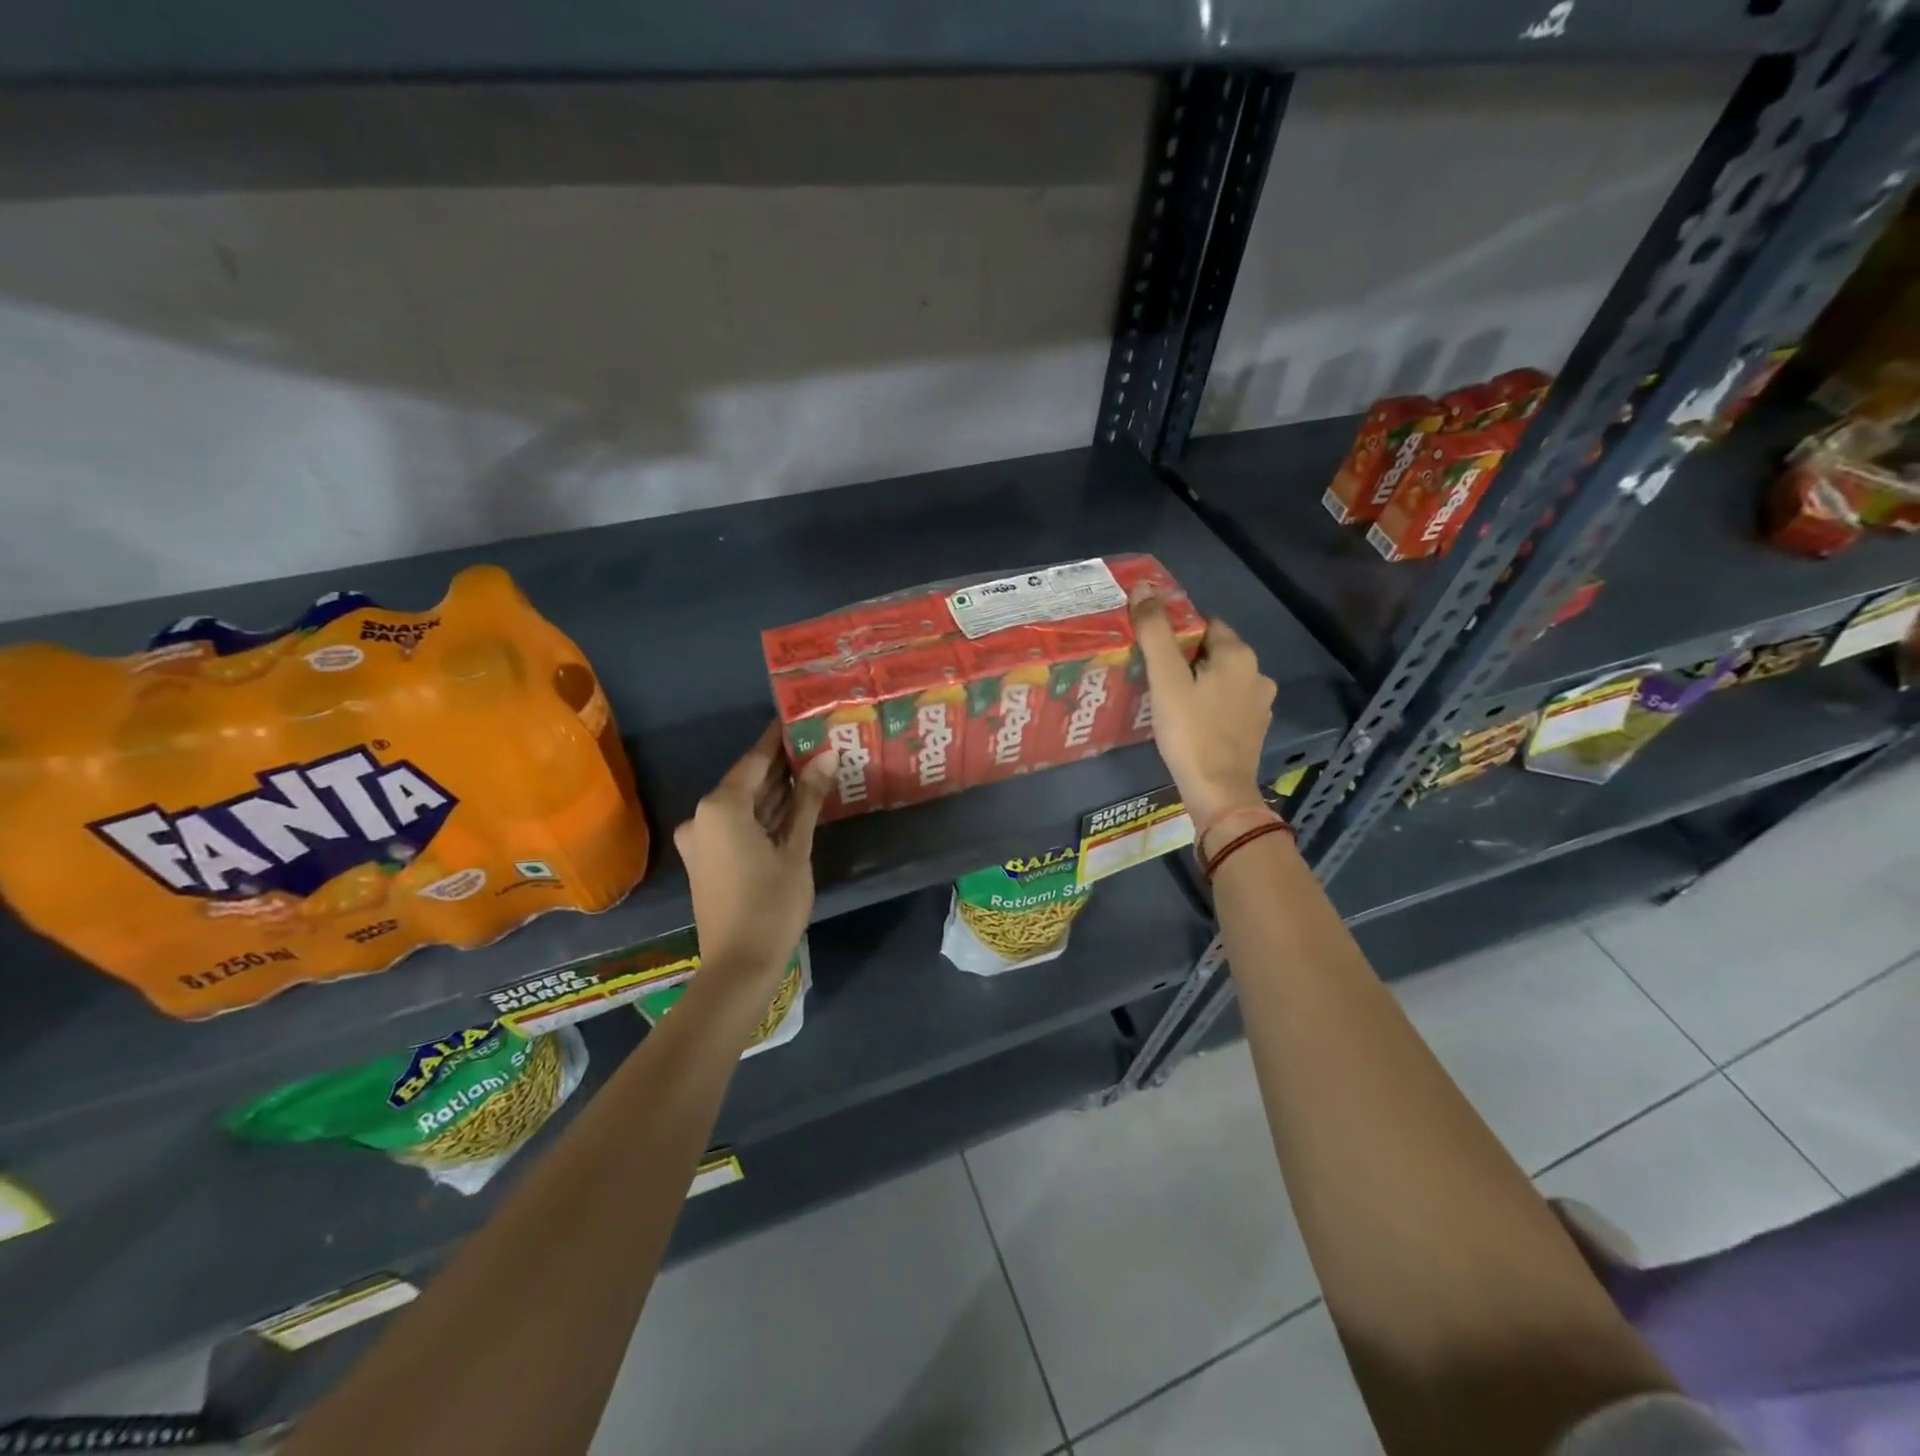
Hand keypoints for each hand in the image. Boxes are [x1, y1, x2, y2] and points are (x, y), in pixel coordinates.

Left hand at [674, 721, 835, 992]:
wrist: (739, 965)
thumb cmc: (772, 903)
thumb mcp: (796, 849)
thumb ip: (808, 799)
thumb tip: (826, 756)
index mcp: (720, 806)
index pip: (755, 759)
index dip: (778, 739)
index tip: (800, 718)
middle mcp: (702, 816)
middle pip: (747, 780)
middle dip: (781, 766)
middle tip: (817, 745)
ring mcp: (700, 839)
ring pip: (743, 804)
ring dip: (774, 792)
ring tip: (813, 770)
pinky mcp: (705, 859)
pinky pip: (736, 824)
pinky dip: (762, 815)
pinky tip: (793, 806)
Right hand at [1130, 583, 1275, 824]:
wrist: (1219, 793)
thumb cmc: (1190, 732)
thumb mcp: (1165, 679)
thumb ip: (1155, 632)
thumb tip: (1143, 587)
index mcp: (1238, 654)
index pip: (1203, 624)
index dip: (1175, 632)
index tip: (1149, 649)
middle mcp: (1257, 673)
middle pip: (1212, 651)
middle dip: (1184, 658)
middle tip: (1151, 674)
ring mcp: (1259, 703)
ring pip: (1220, 679)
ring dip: (1196, 682)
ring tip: (1165, 698)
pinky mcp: (1254, 729)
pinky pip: (1226, 703)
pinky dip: (1208, 704)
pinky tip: (1188, 720)